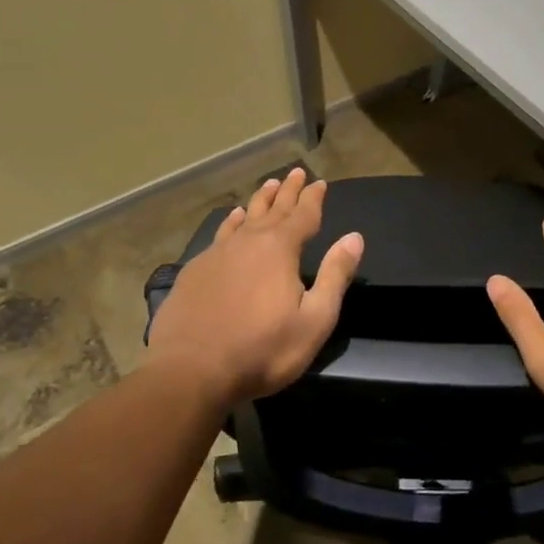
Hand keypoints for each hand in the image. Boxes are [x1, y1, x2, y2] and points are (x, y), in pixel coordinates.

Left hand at [147, 167, 363, 404]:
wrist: (190, 371)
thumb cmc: (262, 350)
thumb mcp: (314, 320)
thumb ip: (335, 276)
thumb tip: (354, 237)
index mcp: (280, 250)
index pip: (303, 215)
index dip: (313, 198)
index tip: (320, 182)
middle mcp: (249, 242)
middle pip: (274, 209)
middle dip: (288, 191)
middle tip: (296, 172)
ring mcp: (218, 254)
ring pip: (245, 217)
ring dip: (260, 201)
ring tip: (269, 185)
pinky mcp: (195, 270)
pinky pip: (221, 234)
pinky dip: (232, 222)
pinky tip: (234, 218)